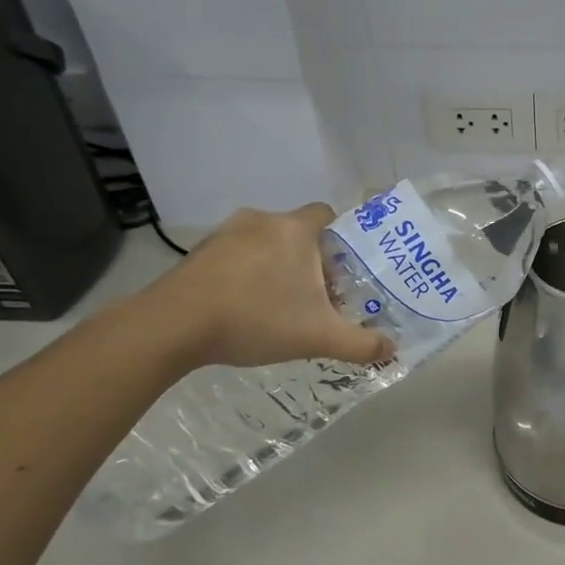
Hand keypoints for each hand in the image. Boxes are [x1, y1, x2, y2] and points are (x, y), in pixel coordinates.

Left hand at [139, 205, 393, 369]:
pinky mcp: (199, 253)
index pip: (328, 215)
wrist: (172, 326)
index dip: (341, 240)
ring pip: (266, 245)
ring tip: (281, 307)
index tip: (344, 271)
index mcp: (295, 230)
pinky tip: (245, 309)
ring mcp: (225, 234)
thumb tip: (392, 350)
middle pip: (299, 234)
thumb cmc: (256, 319)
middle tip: (318, 298)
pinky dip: (247, 276)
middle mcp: (262, 221)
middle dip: (311, 262)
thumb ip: (361, 344)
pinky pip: (236, 257)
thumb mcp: (318, 337)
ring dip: (278, 269)